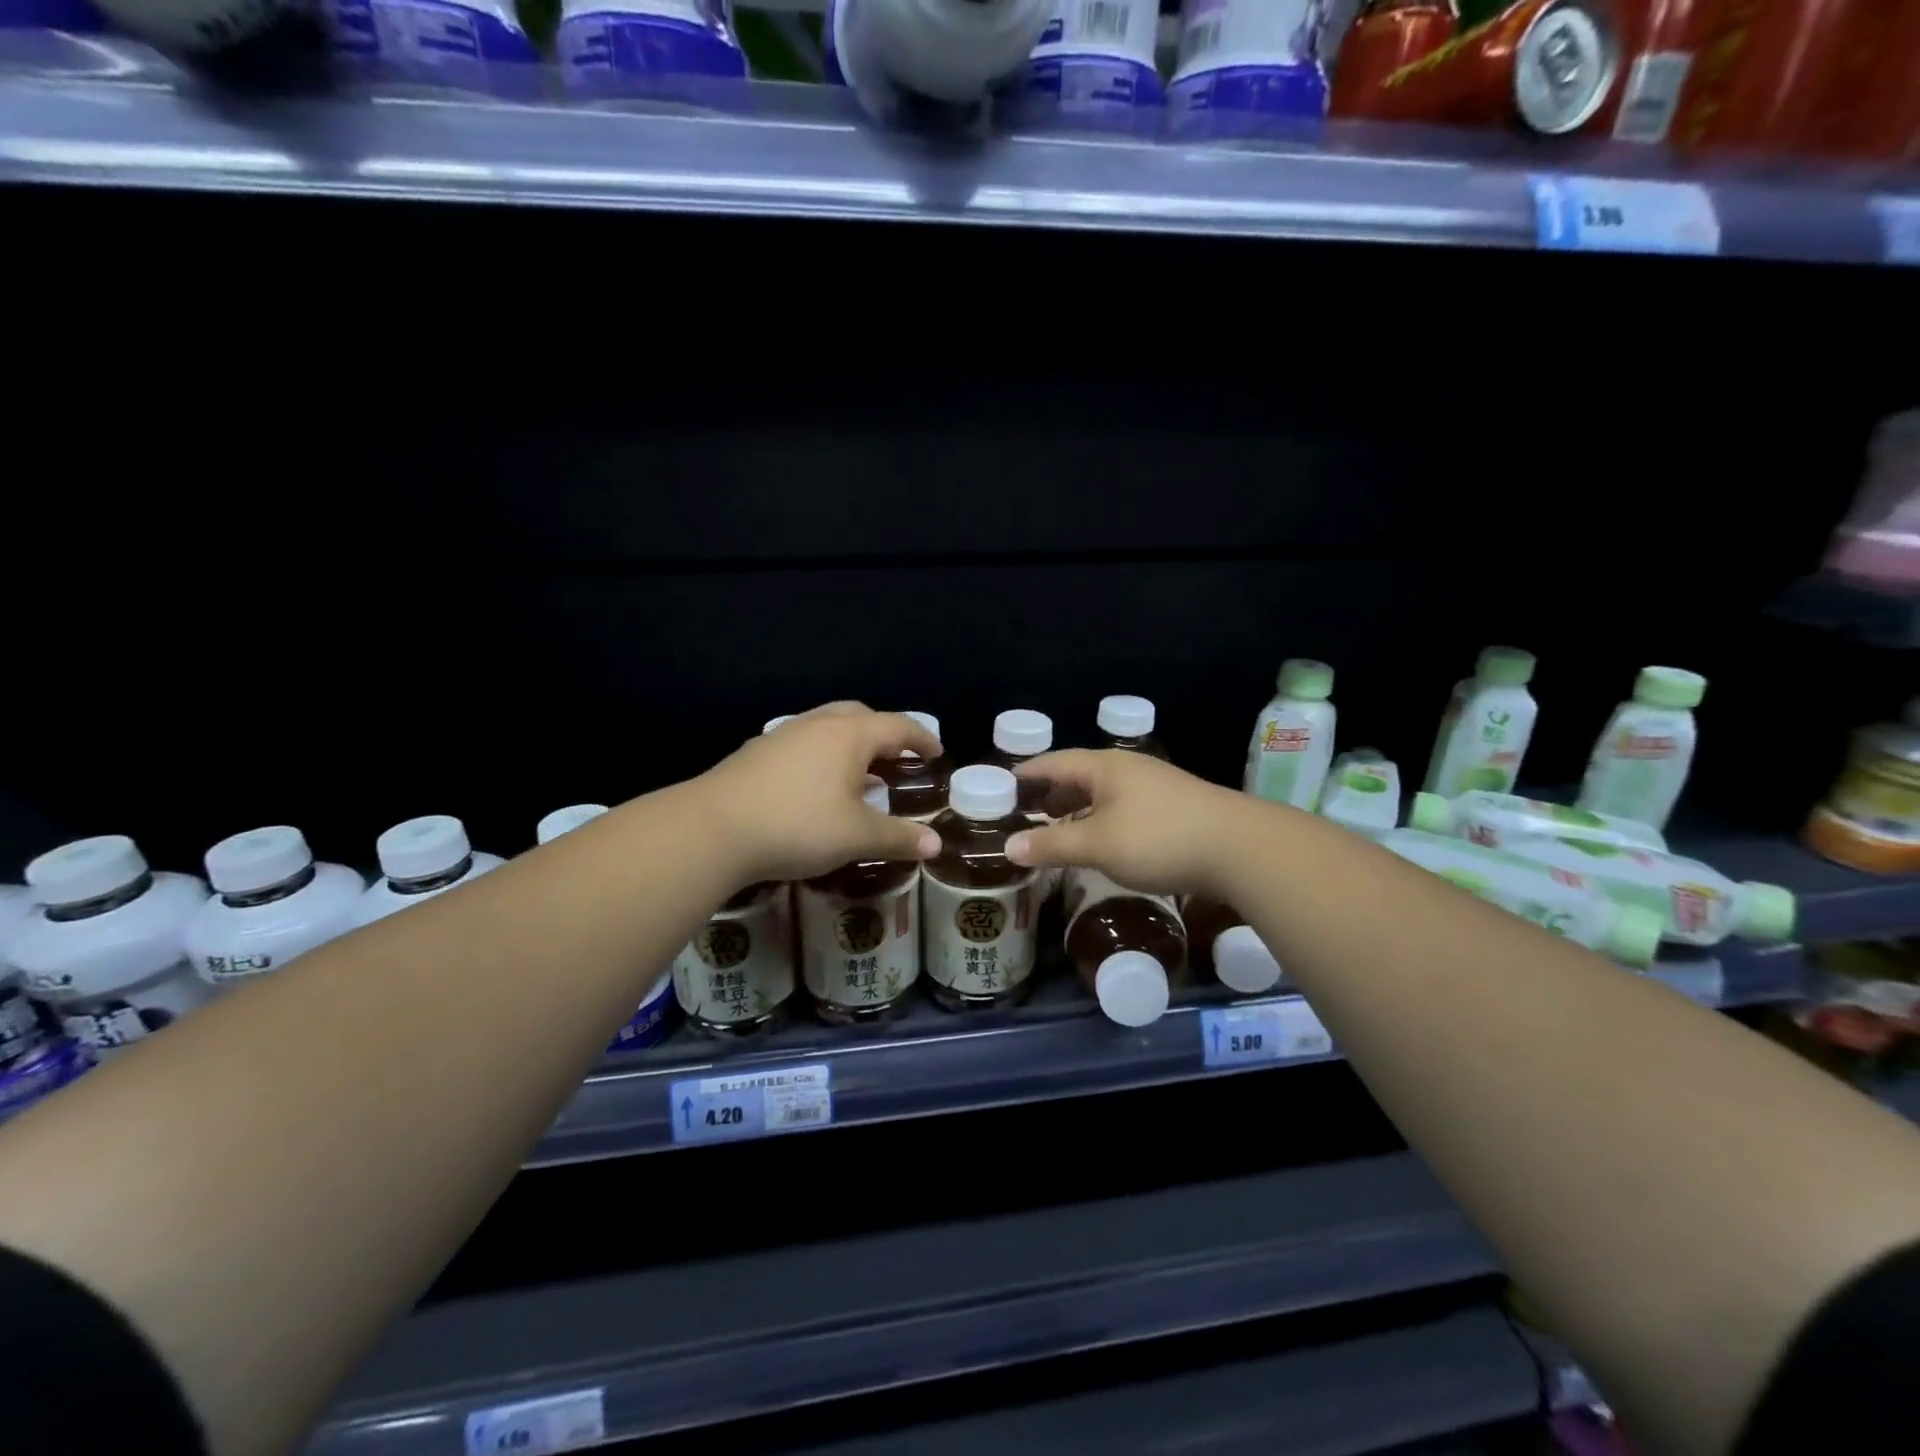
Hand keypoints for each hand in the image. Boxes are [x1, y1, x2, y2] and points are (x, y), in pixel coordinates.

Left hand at [697, 703, 942, 885]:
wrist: (713, 828)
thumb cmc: (798, 825)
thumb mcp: (857, 837)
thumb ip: (898, 837)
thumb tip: (935, 844)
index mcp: (849, 735)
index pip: (897, 726)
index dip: (921, 738)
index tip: (936, 753)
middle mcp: (817, 725)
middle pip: (860, 716)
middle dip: (884, 733)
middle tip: (897, 757)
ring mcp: (781, 736)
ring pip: (826, 727)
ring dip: (850, 743)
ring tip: (859, 772)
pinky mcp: (755, 754)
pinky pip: (802, 744)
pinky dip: (821, 755)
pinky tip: (815, 786)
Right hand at [1006, 750, 1259, 899]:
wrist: (1240, 847)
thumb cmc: (1159, 838)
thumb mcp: (1097, 844)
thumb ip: (1052, 844)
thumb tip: (1009, 847)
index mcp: (1105, 767)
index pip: (1054, 762)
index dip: (1027, 773)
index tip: (1002, 785)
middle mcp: (1129, 768)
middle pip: (1079, 774)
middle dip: (1052, 793)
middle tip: (1027, 812)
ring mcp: (1155, 786)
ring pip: (1104, 792)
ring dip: (1078, 808)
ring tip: (1060, 828)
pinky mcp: (1175, 807)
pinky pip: (1125, 807)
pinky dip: (1103, 819)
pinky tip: (1105, 840)